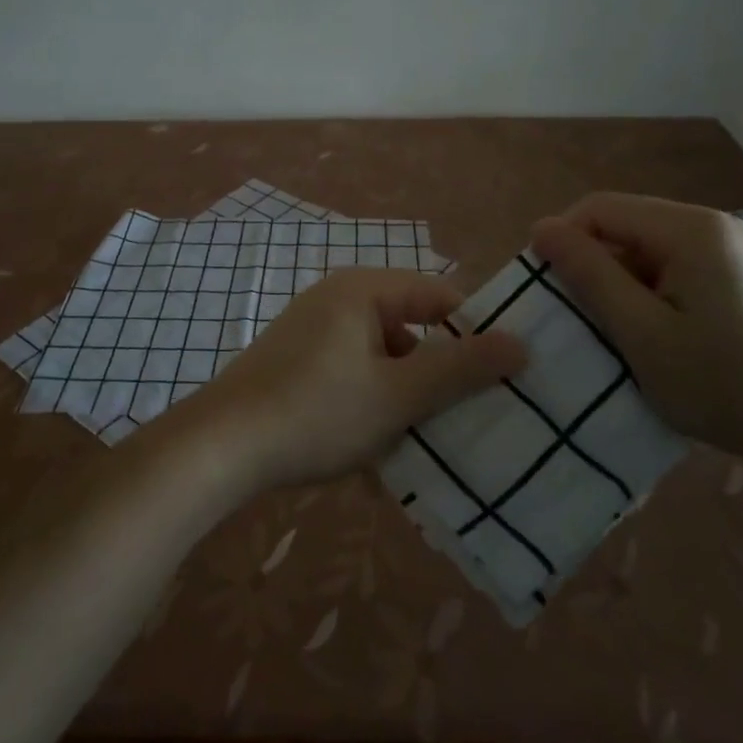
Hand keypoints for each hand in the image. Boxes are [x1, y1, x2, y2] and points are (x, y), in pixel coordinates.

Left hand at [181, 269, 524, 492]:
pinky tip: (379, 452)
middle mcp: (339, 299)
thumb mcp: (397, 395)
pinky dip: (372, 405)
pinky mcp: (299, 362)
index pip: (441, 297)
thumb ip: (460, 369)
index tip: (507, 377)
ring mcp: (315, 330)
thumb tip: (521, 343)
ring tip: (426, 444)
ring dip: (405, 397)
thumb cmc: (316, 412)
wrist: (220, 446)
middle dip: (439, 374)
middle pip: (412, 327)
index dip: (477, 333)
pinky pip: (353, 375)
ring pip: (383, 358)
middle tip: (471, 417)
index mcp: (364, 290)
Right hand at [531, 193, 742, 478]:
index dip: (563, 241)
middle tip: (583, 322)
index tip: (550, 293)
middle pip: (624, 226)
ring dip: (622, 285)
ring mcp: (732, 250)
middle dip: (593, 266)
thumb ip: (589, 275)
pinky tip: (660, 339)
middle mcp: (712, 225)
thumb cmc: (730, 385)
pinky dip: (652, 296)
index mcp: (688, 228)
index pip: (598, 207)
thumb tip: (540, 227)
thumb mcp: (643, 334)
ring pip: (648, 250)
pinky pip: (676, 269)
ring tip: (620, 336)